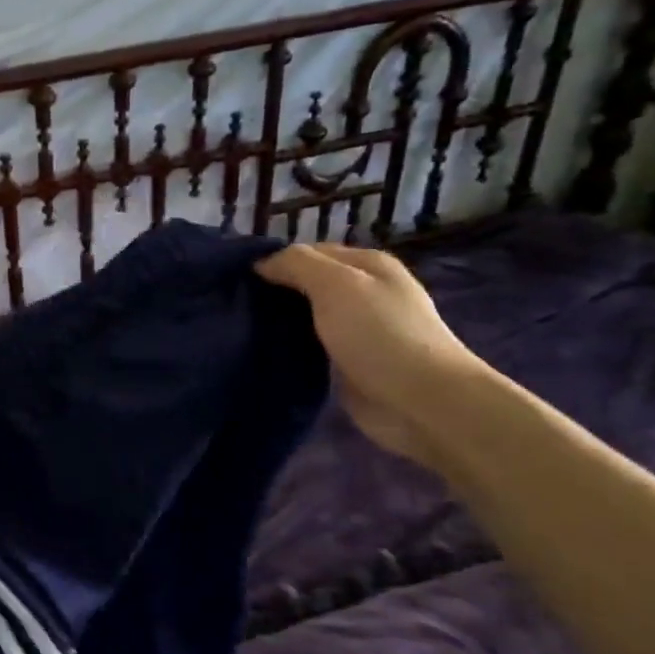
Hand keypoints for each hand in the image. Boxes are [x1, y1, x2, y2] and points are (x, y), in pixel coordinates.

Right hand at [256, 242, 488, 468]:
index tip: (237, 278)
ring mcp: (359, 330)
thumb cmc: (380, 334)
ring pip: (307, 316)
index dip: (275, 260)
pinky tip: (264, 352)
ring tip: (239, 327)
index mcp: (367, 265)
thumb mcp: (336, 285)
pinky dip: (290, 347)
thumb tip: (261, 263)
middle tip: (233, 304)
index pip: (310, 251)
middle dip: (275, 291)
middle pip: (308, 284)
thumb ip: (297, 264)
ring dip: (280, 321)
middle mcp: (365, 292)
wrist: (422, 402)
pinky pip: (311, 346)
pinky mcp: (350, 363)